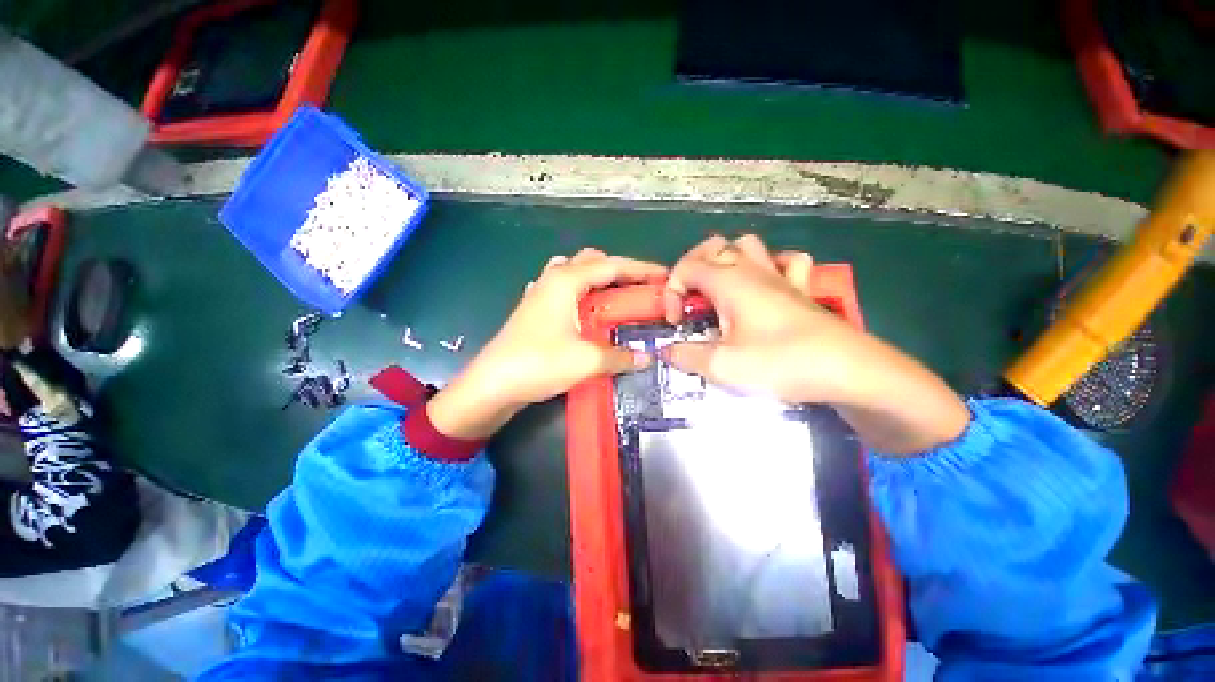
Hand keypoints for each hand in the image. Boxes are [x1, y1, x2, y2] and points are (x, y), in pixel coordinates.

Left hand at [428, 248, 665, 439]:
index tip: (665, 276)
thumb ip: (620, 356)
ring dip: (599, 279)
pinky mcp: (534, 309)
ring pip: (576, 272)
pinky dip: (581, 292)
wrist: (491, 385)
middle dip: (620, 270)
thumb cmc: (538, 364)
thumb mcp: (586, 361)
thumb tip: (646, 357)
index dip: (641, 270)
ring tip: (617, 297)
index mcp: (566, 280)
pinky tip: (586, 308)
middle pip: (593, 261)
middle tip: (641, 289)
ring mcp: (540, 293)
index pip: (612, 266)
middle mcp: (553, 279)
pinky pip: (564, 289)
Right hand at [662, 235, 968, 453]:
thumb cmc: (781, 363)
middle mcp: (753, 270)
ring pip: (749, 246)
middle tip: (690, 299)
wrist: (848, 371)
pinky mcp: (802, 290)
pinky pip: (788, 262)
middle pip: (714, 246)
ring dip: (728, 261)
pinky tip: (767, 285)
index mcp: (730, 282)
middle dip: (692, 267)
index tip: (674, 322)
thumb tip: (667, 351)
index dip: (671, 292)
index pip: (686, 268)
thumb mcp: (723, 366)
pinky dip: (772, 266)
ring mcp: (781, 277)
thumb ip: (687, 356)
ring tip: (722, 289)